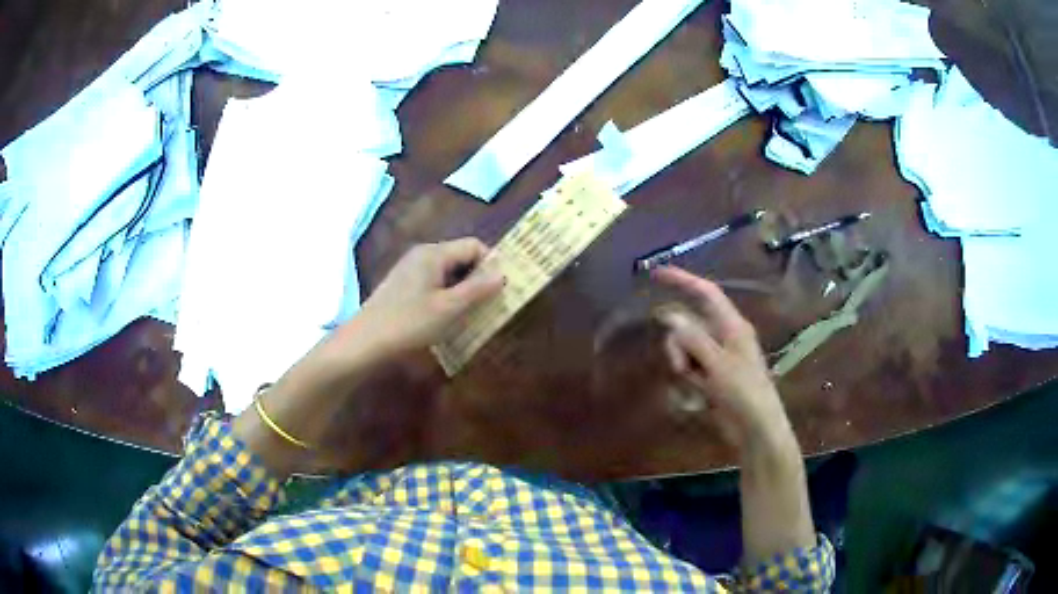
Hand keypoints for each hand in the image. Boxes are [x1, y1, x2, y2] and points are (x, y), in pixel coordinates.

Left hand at [346, 238, 504, 359]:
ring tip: (471, 316)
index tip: (500, 290)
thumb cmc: (408, 323)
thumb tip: (502, 273)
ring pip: (448, 273)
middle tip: (490, 306)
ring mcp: (410, 270)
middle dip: (478, 279)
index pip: (474, 245)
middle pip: (461, 257)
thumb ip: (477, 289)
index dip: (491, 264)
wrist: (364, 343)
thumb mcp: (449, 308)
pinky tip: (446, 319)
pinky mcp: (403, 287)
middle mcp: (422, 255)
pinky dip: (446, 297)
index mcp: (434, 253)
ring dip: (463, 291)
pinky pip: (434, 284)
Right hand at [653, 266, 793, 453]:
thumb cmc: (744, 393)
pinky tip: (696, 397)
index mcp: (732, 326)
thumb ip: (693, 339)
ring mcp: (716, 357)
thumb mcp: (718, 365)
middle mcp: (723, 336)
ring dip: (682, 365)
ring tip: (694, 386)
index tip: (656, 274)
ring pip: (685, 348)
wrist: (755, 428)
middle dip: (678, 344)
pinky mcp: (710, 376)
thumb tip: (670, 316)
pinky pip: (689, 367)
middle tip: (681, 368)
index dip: (683, 280)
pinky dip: (687, 379)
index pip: (706, 293)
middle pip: (688, 325)